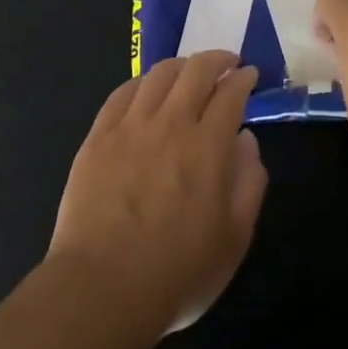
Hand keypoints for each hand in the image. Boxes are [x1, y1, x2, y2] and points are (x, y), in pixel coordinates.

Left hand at [49, 52, 267, 333]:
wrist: (102, 289)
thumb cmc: (178, 272)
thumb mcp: (235, 238)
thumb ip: (250, 183)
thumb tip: (246, 140)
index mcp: (208, 146)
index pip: (230, 93)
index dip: (243, 78)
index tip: (250, 76)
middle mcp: (170, 124)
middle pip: (195, 70)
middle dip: (217, 59)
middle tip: (226, 63)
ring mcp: (129, 128)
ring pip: (157, 75)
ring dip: (180, 65)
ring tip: (188, 72)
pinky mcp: (97, 138)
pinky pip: (121, 94)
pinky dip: (141, 83)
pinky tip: (146, 89)